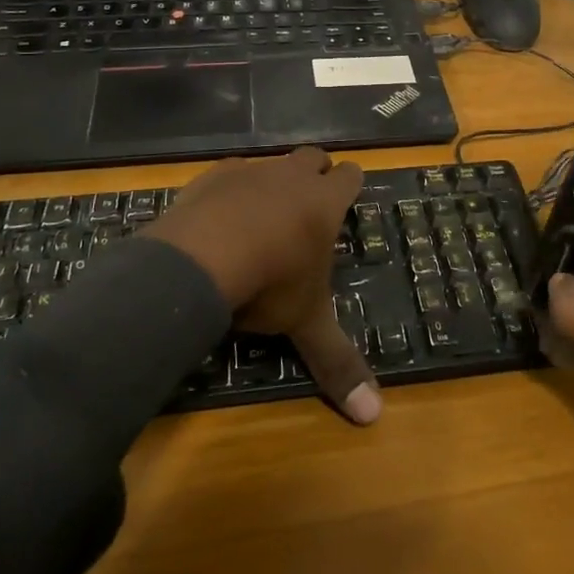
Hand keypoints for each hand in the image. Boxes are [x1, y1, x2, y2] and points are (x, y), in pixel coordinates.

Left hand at [145, 148, 380, 425]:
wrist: (200, 258)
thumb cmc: (269, 284)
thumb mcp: (305, 324)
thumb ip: (337, 362)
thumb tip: (374, 416)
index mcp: (324, 203)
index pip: (351, 176)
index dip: (350, 185)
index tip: (346, 199)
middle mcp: (291, 177)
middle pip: (314, 157)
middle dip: (316, 173)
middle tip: (309, 204)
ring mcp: (250, 172)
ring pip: (272, 163)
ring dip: (273, 183)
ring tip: (262, 217)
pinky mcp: (211, 176)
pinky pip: (229, 174)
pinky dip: (230, 192)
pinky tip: (219, 220)